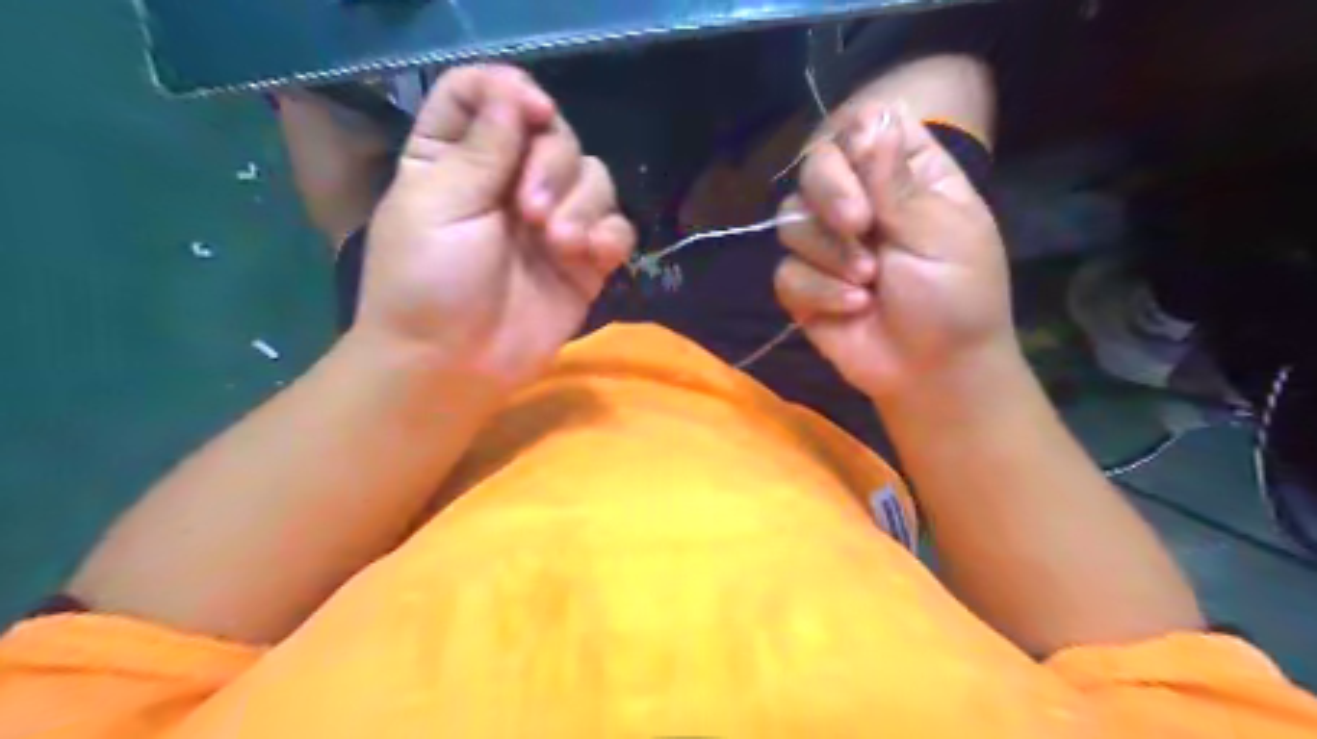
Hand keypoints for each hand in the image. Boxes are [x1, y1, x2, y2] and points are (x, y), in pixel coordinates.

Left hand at [353, 62, 634, 390]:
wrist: (454, 365)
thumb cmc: (428, 283)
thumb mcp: (440, 205)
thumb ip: (483, 148)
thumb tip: (516, 91)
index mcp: (456, 157)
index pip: (484, 94)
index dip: (510, 91)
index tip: (530, 112)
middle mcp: (508, 181)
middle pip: (553, 133)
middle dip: (552, 163)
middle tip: (530, 211)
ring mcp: (551, 221)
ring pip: (592, 177)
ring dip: (582, 202)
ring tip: (558, 242)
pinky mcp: (584, 261)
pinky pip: (616, 228)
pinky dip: (610, 235)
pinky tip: (589, 255)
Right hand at [774, 100, 1009, 401]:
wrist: (932, 370)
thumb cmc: (956, 297)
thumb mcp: (939, 232)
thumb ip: (897, 180)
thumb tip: (871, 116)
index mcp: (904, 175)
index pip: (862, 127)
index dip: (853, 143)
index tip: (866, 170)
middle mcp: (859, 201)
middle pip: (814, 166)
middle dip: (831, 196)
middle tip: (861, 227)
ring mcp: (826, 244)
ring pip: (791, 220)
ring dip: (831, 254)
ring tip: (869, 282)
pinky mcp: (803, 285)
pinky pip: (786, 272)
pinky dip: (818, 291)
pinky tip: (853, 307)